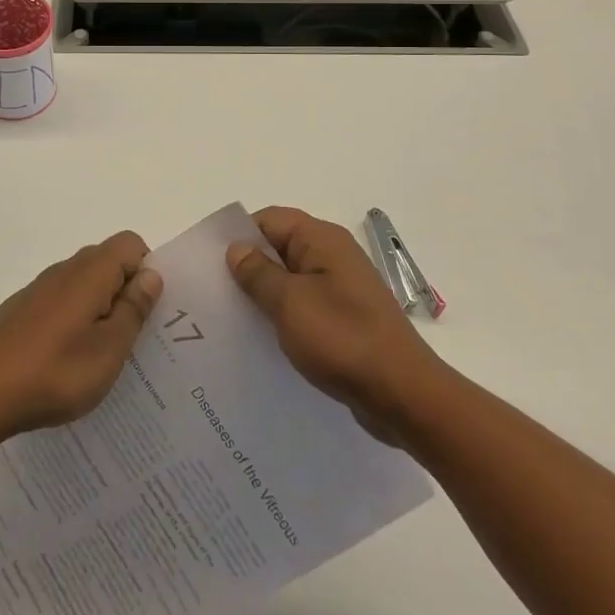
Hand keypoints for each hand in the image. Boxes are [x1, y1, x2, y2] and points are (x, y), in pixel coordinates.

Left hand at [0, 232, 163, 441]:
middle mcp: (63, 270)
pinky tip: (66, 361)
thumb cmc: (54, 372)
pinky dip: (72, 321)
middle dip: (125, 292)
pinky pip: (59, 303)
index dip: (146, 271)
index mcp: (89, 273)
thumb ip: (133, 309)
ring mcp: (38, 290)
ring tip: (100, 356)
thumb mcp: (109, 349)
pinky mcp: (20, 310)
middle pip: (106, 262)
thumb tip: (151, 275)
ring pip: (82, 285)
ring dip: (98, 309)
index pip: (130, 244)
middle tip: (131, 339)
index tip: (147, 312)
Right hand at [227, 207, 444, 442]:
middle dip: (249, 266)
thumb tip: (237, 249)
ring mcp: (343, 289)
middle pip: (280, 247)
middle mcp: (334, 256)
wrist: (403, 395)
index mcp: (322, 240)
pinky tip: (264, 339)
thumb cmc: (342, 339)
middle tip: (214, 292)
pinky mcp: (347, 319)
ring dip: (265, 294)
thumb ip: (258, 273)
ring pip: (291, 279)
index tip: (211, 262)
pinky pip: (306, 305)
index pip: (270, 219)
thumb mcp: (289, 303)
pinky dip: (285, 315)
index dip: (240, 235)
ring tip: (232, 318)